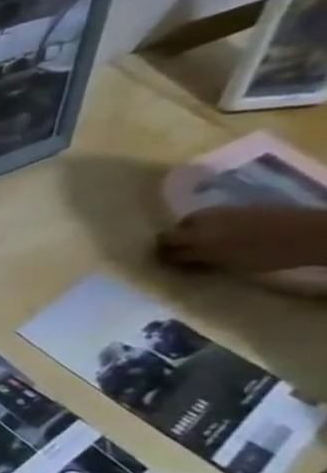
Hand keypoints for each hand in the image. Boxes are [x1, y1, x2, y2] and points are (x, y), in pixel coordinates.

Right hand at [156, 206, 326, 274]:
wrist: (309, 233)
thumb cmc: (267, 255)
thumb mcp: (228, 264)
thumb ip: (199, 260)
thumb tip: (176, 260)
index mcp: (194, 237)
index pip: (165, 244)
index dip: (163, 253)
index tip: (166, 262)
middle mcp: (201, 221)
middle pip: (175, 230)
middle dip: (175, 240)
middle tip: (183, 253)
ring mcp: (221, 212)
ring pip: (193, 222)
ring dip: (193, 232)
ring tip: (204, 243)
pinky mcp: (238, 208)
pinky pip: (213, 217)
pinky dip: (211, 226)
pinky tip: (224, 235)